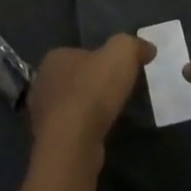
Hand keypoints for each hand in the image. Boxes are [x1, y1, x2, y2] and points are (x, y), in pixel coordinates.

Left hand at [27, 34, 151, 162]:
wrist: (73, 144)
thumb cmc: (93, 91)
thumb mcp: (122, 53)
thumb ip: (134, 45)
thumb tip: (148, 49)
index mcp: (55, 58)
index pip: (80, 53)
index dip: (100, 60)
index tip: (119, 71)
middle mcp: (43, 83)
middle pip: (75, 79)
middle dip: (93, 85)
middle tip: (117, 93)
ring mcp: (42, 116)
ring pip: (71, 106)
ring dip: (88, 110)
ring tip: (111, 116)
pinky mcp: (48, 143)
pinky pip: (71, 130)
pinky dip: (84, 131)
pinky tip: (100, 135)